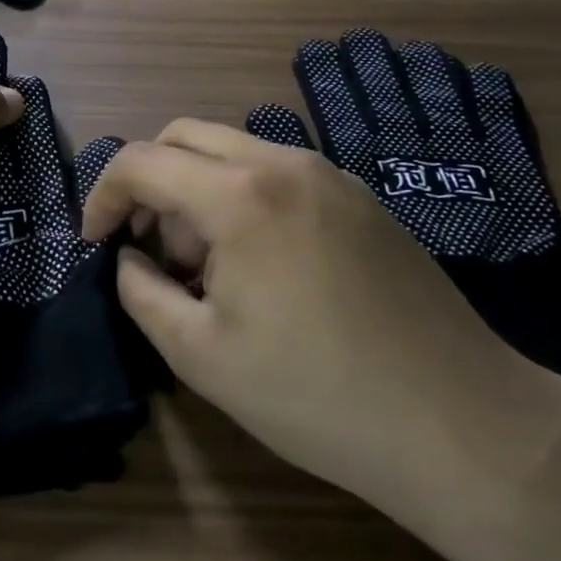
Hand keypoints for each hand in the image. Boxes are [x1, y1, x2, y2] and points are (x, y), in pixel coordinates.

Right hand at [82, 119, 540, 506]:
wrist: (464, 424)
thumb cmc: (317, 394)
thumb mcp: (201, 355)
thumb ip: (141, 292)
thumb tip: (128, 258)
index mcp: (240, 195)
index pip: (141, 161)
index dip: (103, 197)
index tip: (97, 244)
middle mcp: (284, 163)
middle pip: (184, 136)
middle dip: (151, 185)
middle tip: (156, 253)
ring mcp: (330, 174)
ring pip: (232, 151)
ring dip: (198, 191)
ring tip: (212, 270)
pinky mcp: (361, 197)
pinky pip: (277, 172)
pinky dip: (243, 197)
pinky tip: (264, 266)